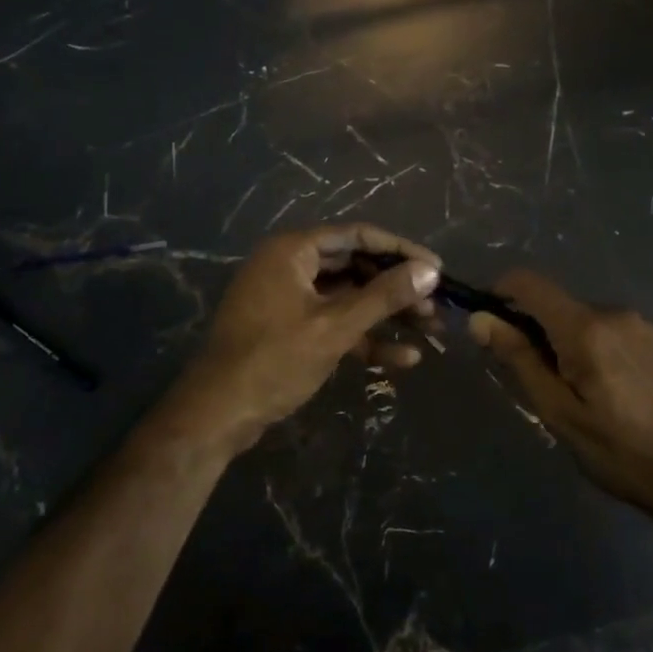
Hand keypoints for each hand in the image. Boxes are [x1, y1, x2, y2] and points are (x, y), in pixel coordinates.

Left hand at [168, 223, 440, 454]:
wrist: (216, 415)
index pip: (358, 236)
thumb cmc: (274, 360)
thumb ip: (384, 296)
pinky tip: (402, 359)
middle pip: (356, 266)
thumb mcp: (335, 326)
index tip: (436, 268)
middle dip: (397, 288)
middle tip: (435, 306)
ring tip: (430, 332)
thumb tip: (430, 271)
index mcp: (293, 250)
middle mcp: (290, 265)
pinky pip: (334, 322)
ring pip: (349, 297)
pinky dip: (364, 337)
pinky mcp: (290, 329)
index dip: (401, 251)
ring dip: (387, 315)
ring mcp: (289, 298)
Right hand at [470, 269, 652, 516]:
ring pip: (589, 319)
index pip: (529, 283)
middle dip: (539, 331)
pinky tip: (619, 391)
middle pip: (559, 305)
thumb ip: (519, 359)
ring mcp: (645, 324)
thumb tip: (480, 320)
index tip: (492, 325)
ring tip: (586, 393)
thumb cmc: (619, 452)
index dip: (501, 293)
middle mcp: (615, 312)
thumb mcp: (559, 412)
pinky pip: (618, 332)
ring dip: (574, 342)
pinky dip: (604, 349)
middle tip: (544, 382)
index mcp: (585, 328)